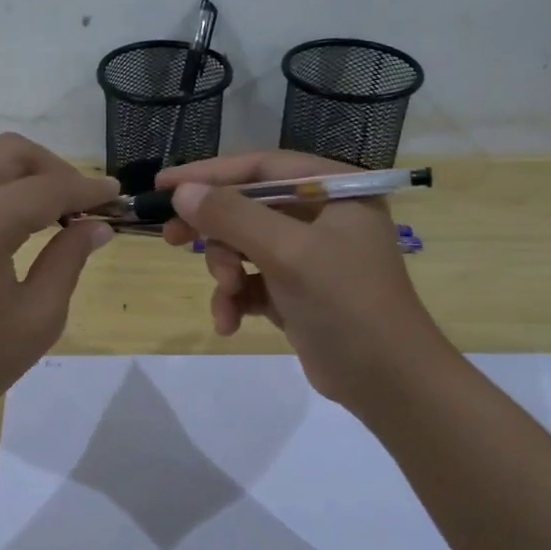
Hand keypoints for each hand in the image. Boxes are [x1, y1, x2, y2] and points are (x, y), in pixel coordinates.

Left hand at [0, 134, 116, 443]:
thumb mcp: (37, 318)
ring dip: (7, 170)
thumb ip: (69, 260)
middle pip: (8, 152)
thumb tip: (96, 226)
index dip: (87, 189)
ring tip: (31, 205)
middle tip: (76, 201)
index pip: (48, 189)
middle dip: (51, 168)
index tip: (115, 194)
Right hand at [158, 152, 448, 417]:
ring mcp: (310, 256)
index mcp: (333, 191)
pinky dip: (236, 299)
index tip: (164, 185)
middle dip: (213, 229)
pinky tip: (229, 323)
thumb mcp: (287, 252)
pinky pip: (252, 282)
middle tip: (171, 238)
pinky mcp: (298, 292)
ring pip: (244, 247)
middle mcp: (322, 216)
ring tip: (227, 293)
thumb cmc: (345, 303)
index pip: (260, 167)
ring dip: (225, 271)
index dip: (209, 173)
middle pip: (248, 207)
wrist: (387, 382)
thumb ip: (233, 216)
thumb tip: (182, 192)